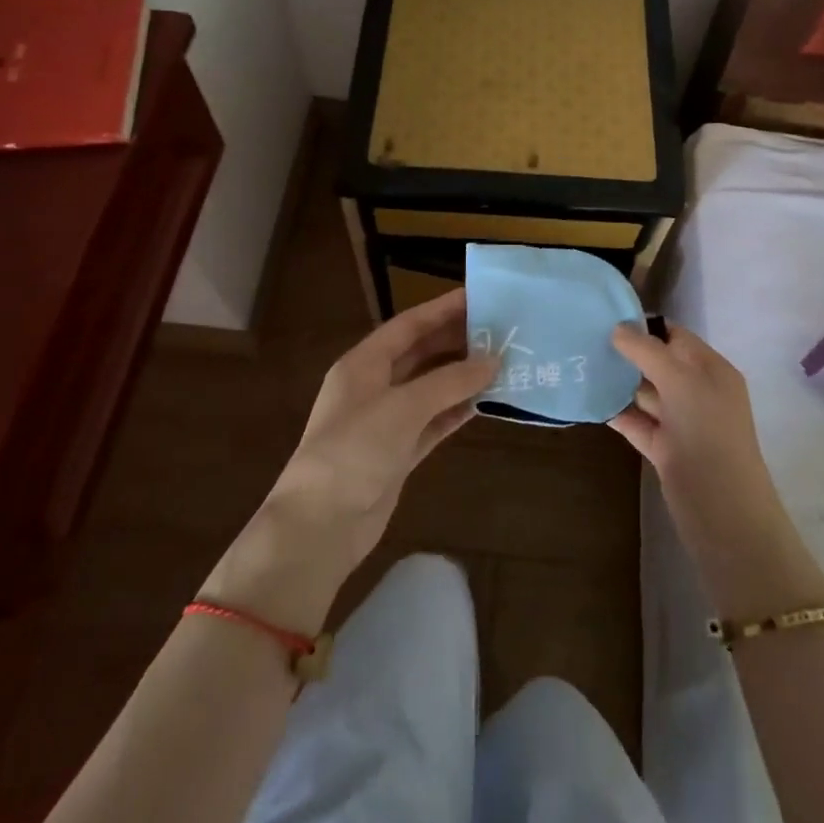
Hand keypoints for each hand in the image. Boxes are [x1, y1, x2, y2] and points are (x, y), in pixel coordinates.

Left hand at [273, 287, 495, 565]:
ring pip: (430, 388)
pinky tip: (486, 401)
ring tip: (502, 362)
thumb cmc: (355, 451)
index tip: (479, 296)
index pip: (409, 325)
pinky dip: (456, 410)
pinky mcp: (397, 453)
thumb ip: (450, 381)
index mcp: (363, 364)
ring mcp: (385, 422)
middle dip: (457, 341)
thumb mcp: (404, 407)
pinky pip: (433, 421)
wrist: (321, 526)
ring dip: (462, 376)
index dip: (443, 309)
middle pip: (420, 353)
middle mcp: (373, 386)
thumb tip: (493, 360)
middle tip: (500, 330)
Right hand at [610, 321, 823, 622]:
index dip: (645, 326)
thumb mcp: (680, 380)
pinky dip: (616, 412)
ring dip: (618, 382)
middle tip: (585, 339)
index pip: (676, 337)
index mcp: (711, 369)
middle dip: (627, 353)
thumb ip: (647, 351)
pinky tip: (589, 400)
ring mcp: (681, 422)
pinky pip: (637, 422)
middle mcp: (698, 391)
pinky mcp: (664, 449)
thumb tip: (618, 328)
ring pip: (645, 393)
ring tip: (580, 365)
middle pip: (658, 363)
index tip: (606, 317)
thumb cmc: (707, 432)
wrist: (721, 509)